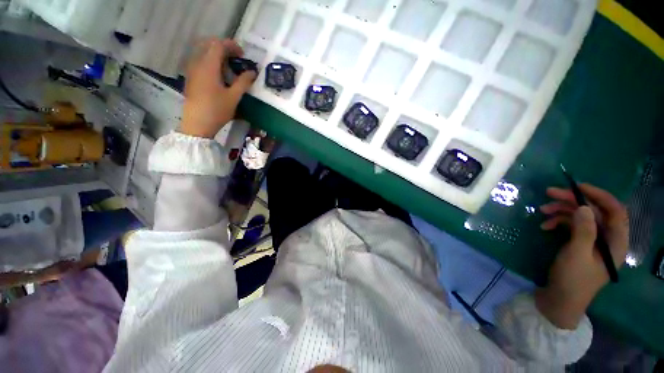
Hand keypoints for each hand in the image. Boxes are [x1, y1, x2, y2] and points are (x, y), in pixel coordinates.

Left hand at [180, 38, 256, 138]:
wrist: (197, 124)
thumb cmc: (217, 110)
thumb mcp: (234, 97)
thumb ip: (243, 82)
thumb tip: (252, 72)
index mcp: (208, 66)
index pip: (218, 45)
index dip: (232, 46)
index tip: (243, 54)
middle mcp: (197, 64)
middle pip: (209, 46)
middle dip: (224, 48)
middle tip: (236, 58)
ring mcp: (192, 71)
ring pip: (203, 53)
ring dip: (217, 55)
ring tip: (229, 67)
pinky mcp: (191, 78)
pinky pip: (200, 62)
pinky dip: (211, 62)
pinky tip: (219, 75)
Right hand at [535, 184, 628, 328]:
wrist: (560, 300)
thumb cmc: (573, 280)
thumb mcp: (577, 254)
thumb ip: (584, 230)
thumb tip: (585, 206)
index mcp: (615, 242)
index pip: (615, 211)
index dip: (599, 196)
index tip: (577, 186)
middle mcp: (607, 239)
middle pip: (594, 212)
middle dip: (573, 201)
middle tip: (550, 193)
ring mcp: (592, 242)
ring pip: (581, 217)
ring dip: (562, 211)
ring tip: (542, 211)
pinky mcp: (579, 244)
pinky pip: (571, 226)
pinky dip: (558, 222)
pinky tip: (545, 226)